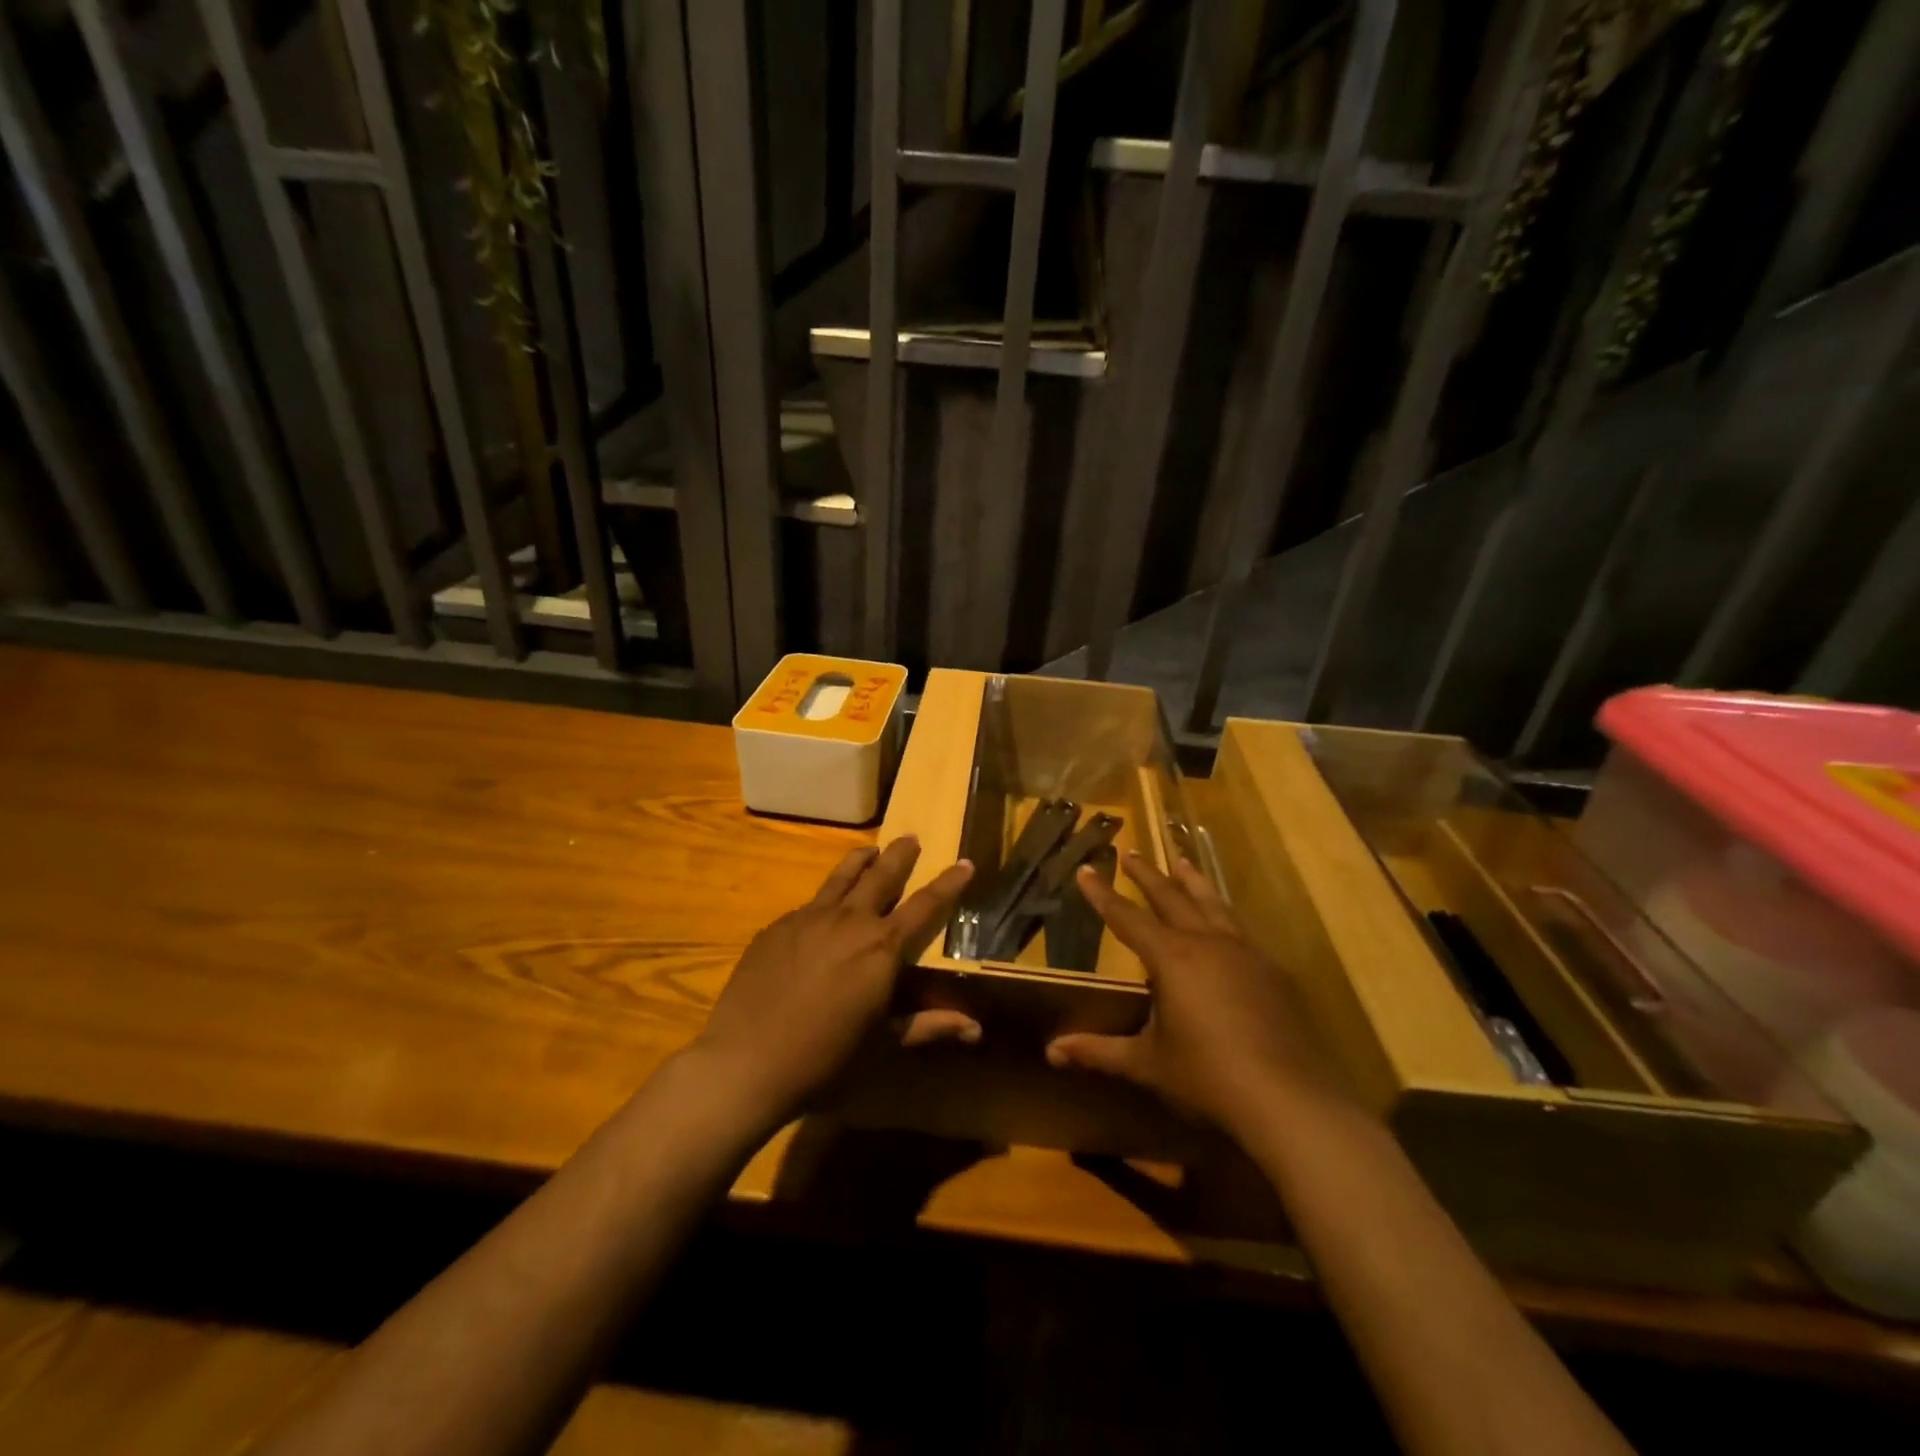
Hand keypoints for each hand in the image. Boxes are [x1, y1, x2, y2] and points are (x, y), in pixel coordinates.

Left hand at [692, 837, 974, 1123]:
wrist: (745, 1062)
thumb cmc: (825, 1060)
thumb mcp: (884, 1046)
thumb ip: (929, 1026)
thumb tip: (976, 1029)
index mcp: (882, 947)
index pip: (926, 905)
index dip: (949, 883)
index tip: (965, 862)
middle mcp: (849, 921)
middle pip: (881, 875)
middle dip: (901, 854)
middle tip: (911, 838)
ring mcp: (808, 918)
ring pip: (841, 876)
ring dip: (861, 860)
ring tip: (871, 849)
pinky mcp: (777, 927)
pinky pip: (810, 903)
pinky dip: (827, 898)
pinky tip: (823, 912)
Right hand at [1045, 853, 1344, 1136]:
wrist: (1289, 1100)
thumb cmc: (1207, 1077)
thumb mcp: (1147, 1063)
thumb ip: (1099, 1052)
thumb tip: (1053, 1051)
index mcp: (1172, 958)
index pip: (1127, 917)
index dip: (1102, 894)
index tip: (1086, 869)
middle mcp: (1207, 943)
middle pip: (1171, 897)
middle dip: (1147, 875)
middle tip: (1131, 852)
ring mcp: (1245, 953)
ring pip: (1212, 904)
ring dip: (1192, 881)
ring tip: (1181, 862)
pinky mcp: (1272, 971)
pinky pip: (1240, 929)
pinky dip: (1223, 914)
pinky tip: (1225, 922)